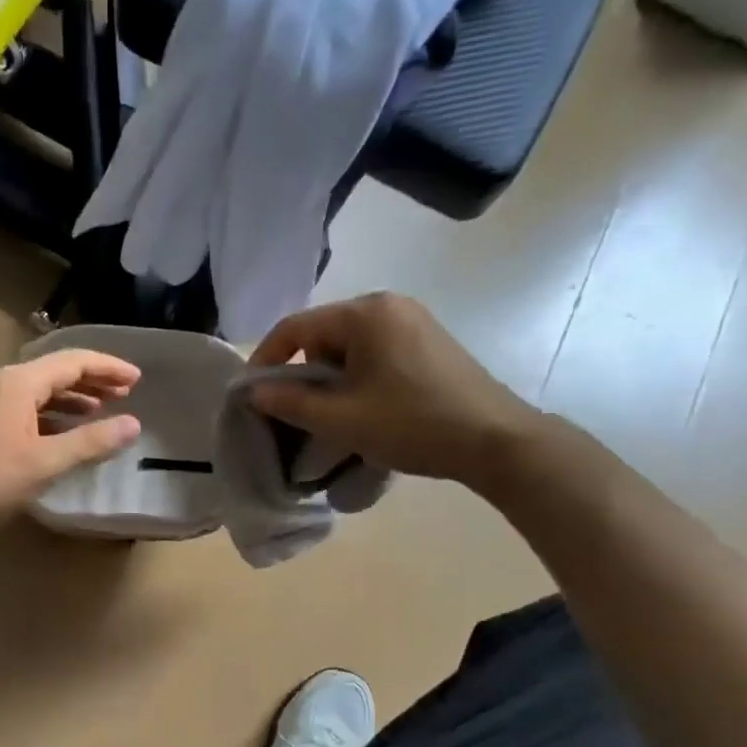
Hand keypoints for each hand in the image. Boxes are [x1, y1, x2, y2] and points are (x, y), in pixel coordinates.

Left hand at [0, 349, 142, 523]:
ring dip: (73, 398)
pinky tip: (67, 432)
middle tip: (126, 392)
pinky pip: (28, 409)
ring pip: (41, 391)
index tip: (138, 379)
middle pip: (56, 371)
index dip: (108, 367)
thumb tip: (133, 425)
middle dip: (93, 380)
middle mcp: (4, 383)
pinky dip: (53, 416)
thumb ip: (91, 442)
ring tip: (102, 410)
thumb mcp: (46, 461)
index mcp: (19, 381)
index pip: (73, 361)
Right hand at [248, 293, 541, 487]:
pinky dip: (359, 379)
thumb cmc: (411, 424)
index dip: (266, 360)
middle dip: (304, 374)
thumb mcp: (340, 418)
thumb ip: (289, 402)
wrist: (494, 440)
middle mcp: (389, 305)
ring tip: (337, 419)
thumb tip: (252, 392)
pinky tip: (368, 410)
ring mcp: (414, 322)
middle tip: (300, 414)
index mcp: (365, 313)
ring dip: (332, 381)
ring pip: (349, 348)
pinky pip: (375, 354)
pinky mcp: (429, 343)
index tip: (252, 395)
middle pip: (323, 335)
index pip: (296, 327)